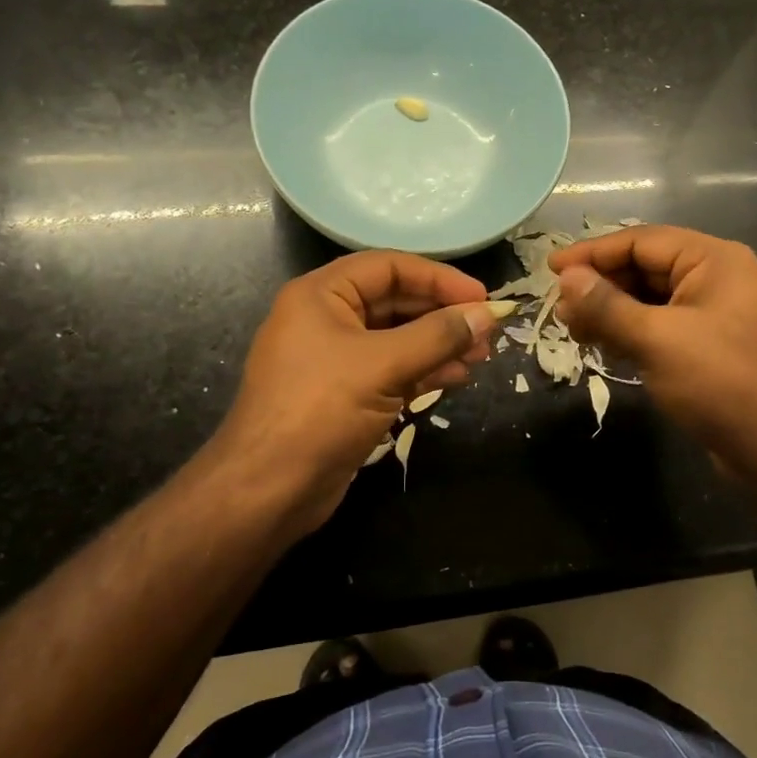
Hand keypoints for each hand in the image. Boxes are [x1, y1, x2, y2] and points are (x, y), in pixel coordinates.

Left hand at [218, 252, 513, 534]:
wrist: (268, 490)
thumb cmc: (320, 411)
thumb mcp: (383, 366)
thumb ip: (439, 336)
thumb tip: (488, 314)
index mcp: (321, 295)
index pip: (389, 267)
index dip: (438, 278)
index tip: (481, 297)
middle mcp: (326, 319)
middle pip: (395, 301)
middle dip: (442, 314)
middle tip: (487, 330)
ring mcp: (335, 359)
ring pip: (397, 338)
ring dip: (439, 344)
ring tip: (481, 356)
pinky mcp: (345, 394)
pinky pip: (391, 369)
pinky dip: (424, 370)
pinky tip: (456, 377)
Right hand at [549, 225, 756, 488]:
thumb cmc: (722, 383)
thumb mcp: (657, 340)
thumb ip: (608, 306)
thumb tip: (567, 278)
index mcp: (713, 260)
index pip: (641, 241)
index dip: (592, 253)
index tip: (551, 269)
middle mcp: (715, 278)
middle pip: (644, 267)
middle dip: (600, 286)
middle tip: (559, 309)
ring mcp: (713, 313)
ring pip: (649, 299)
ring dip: (610, 311)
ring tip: (571, 329)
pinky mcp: (707, 346)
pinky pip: (659, 325)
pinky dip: (629, 331)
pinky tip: (601, 345)